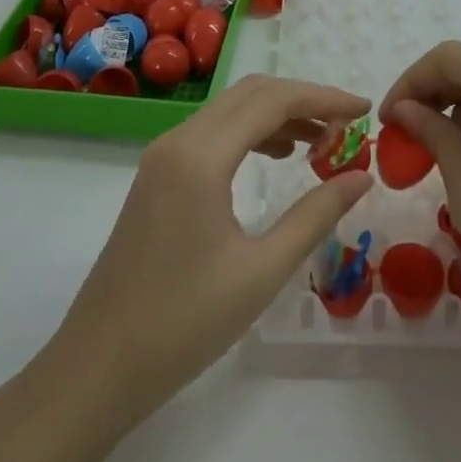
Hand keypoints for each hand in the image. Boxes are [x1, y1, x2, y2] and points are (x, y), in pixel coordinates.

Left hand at [49, 75, 371, 428]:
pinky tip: (276, 157)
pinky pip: (212, 133)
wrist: (96, 368)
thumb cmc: (182, 324)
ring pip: (230, 110)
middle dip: (303, 99)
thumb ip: (314, 216)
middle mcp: (179, 140)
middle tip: (347, 124)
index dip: (323, 98)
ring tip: (321, 142)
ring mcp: (163, 155)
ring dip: (277, 114)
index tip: (364, 108)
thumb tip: (360, 176)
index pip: (272, 101)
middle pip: (251, 93)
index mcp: (201, 156)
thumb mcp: (260, 273)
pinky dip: (251, 133)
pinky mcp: (157, 175)